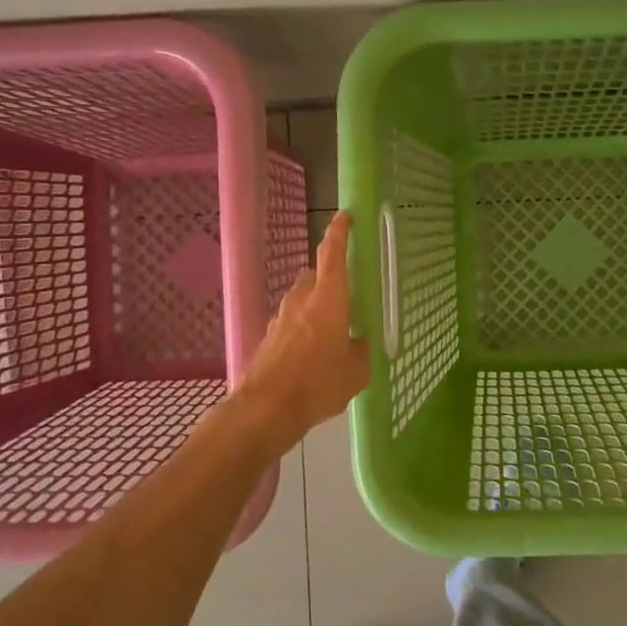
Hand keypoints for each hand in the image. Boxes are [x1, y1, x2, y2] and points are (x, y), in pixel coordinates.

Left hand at [236, 211, 370, 442]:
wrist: (266, 409)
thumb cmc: (318, 384)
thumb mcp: (356, 372)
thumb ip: (360, 351)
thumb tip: (358, 344)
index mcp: (328, 300)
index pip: (333, 256)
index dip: (339, 233)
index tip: (344, 216)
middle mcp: (301, 301)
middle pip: (315, 278)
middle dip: (329, 282)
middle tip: (345, 300)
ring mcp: (280, 319)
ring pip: (301, 301)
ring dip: (315, 309)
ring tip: (330, 336)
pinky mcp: (268, 338)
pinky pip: (290, 325)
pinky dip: (302, 331)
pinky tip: (310, 357)